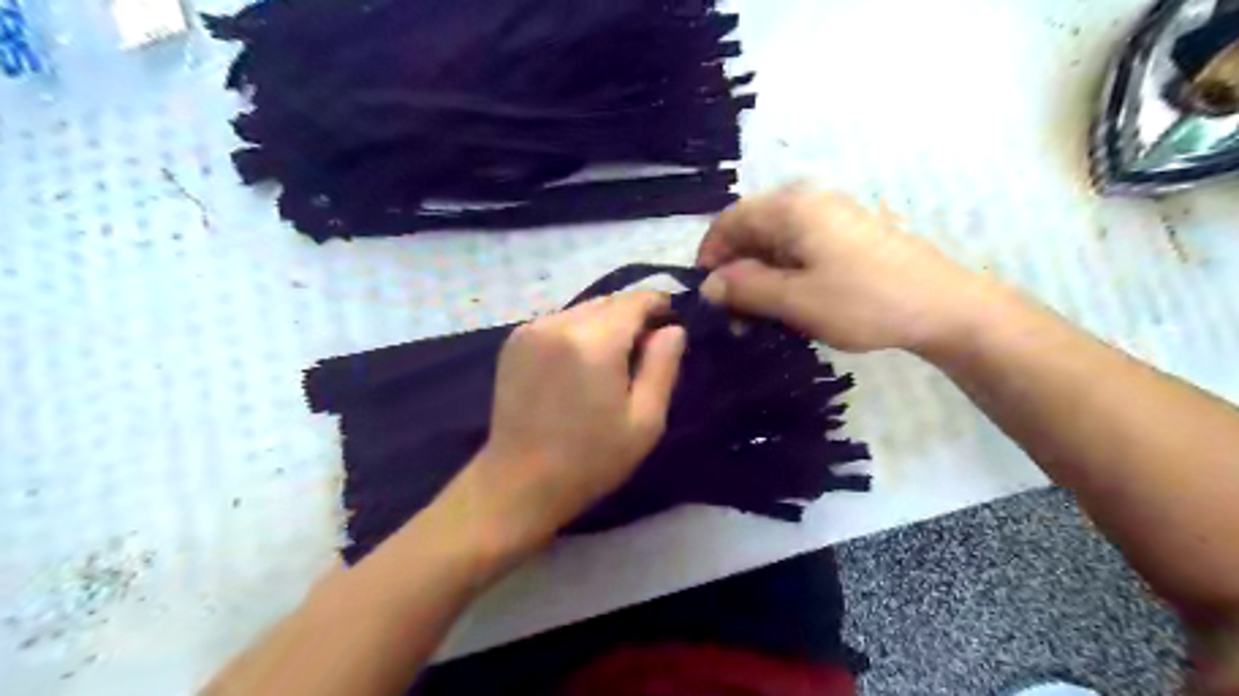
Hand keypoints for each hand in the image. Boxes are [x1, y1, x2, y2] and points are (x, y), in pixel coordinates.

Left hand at [454, 291, 687, 550]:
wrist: (519, 483)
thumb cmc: (591, 459)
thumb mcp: (645, 420)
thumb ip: (663, 366)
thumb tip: (673, 329)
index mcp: (594, 341)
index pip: (635, 301)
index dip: (658, 305)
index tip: (670, 324)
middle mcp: (559, 323)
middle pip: (609, 301)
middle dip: (632, 316)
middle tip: (643, 352)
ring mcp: (531, 329)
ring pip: (584, 309)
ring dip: (604, 323)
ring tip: (612, 361)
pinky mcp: (514, 341)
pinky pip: (559, 321)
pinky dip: (578, 331)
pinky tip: (580, 364)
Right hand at [694, 185, 988, 352]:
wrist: (944, 307)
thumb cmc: (864, 301)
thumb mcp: (795, 300)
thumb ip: (746, 289)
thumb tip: (707, 285)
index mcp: (791, 208)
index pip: (730, 220)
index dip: (710, 255)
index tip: (705, 294)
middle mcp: (808, 202)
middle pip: (752, 231)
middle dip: (735, 272)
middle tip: (733, 316)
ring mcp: (831, 218)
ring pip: (775, 244)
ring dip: (759, 279)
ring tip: (759, 319)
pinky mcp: (848, 237)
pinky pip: (800, 251)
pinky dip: (784, 277)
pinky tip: (789, 306)